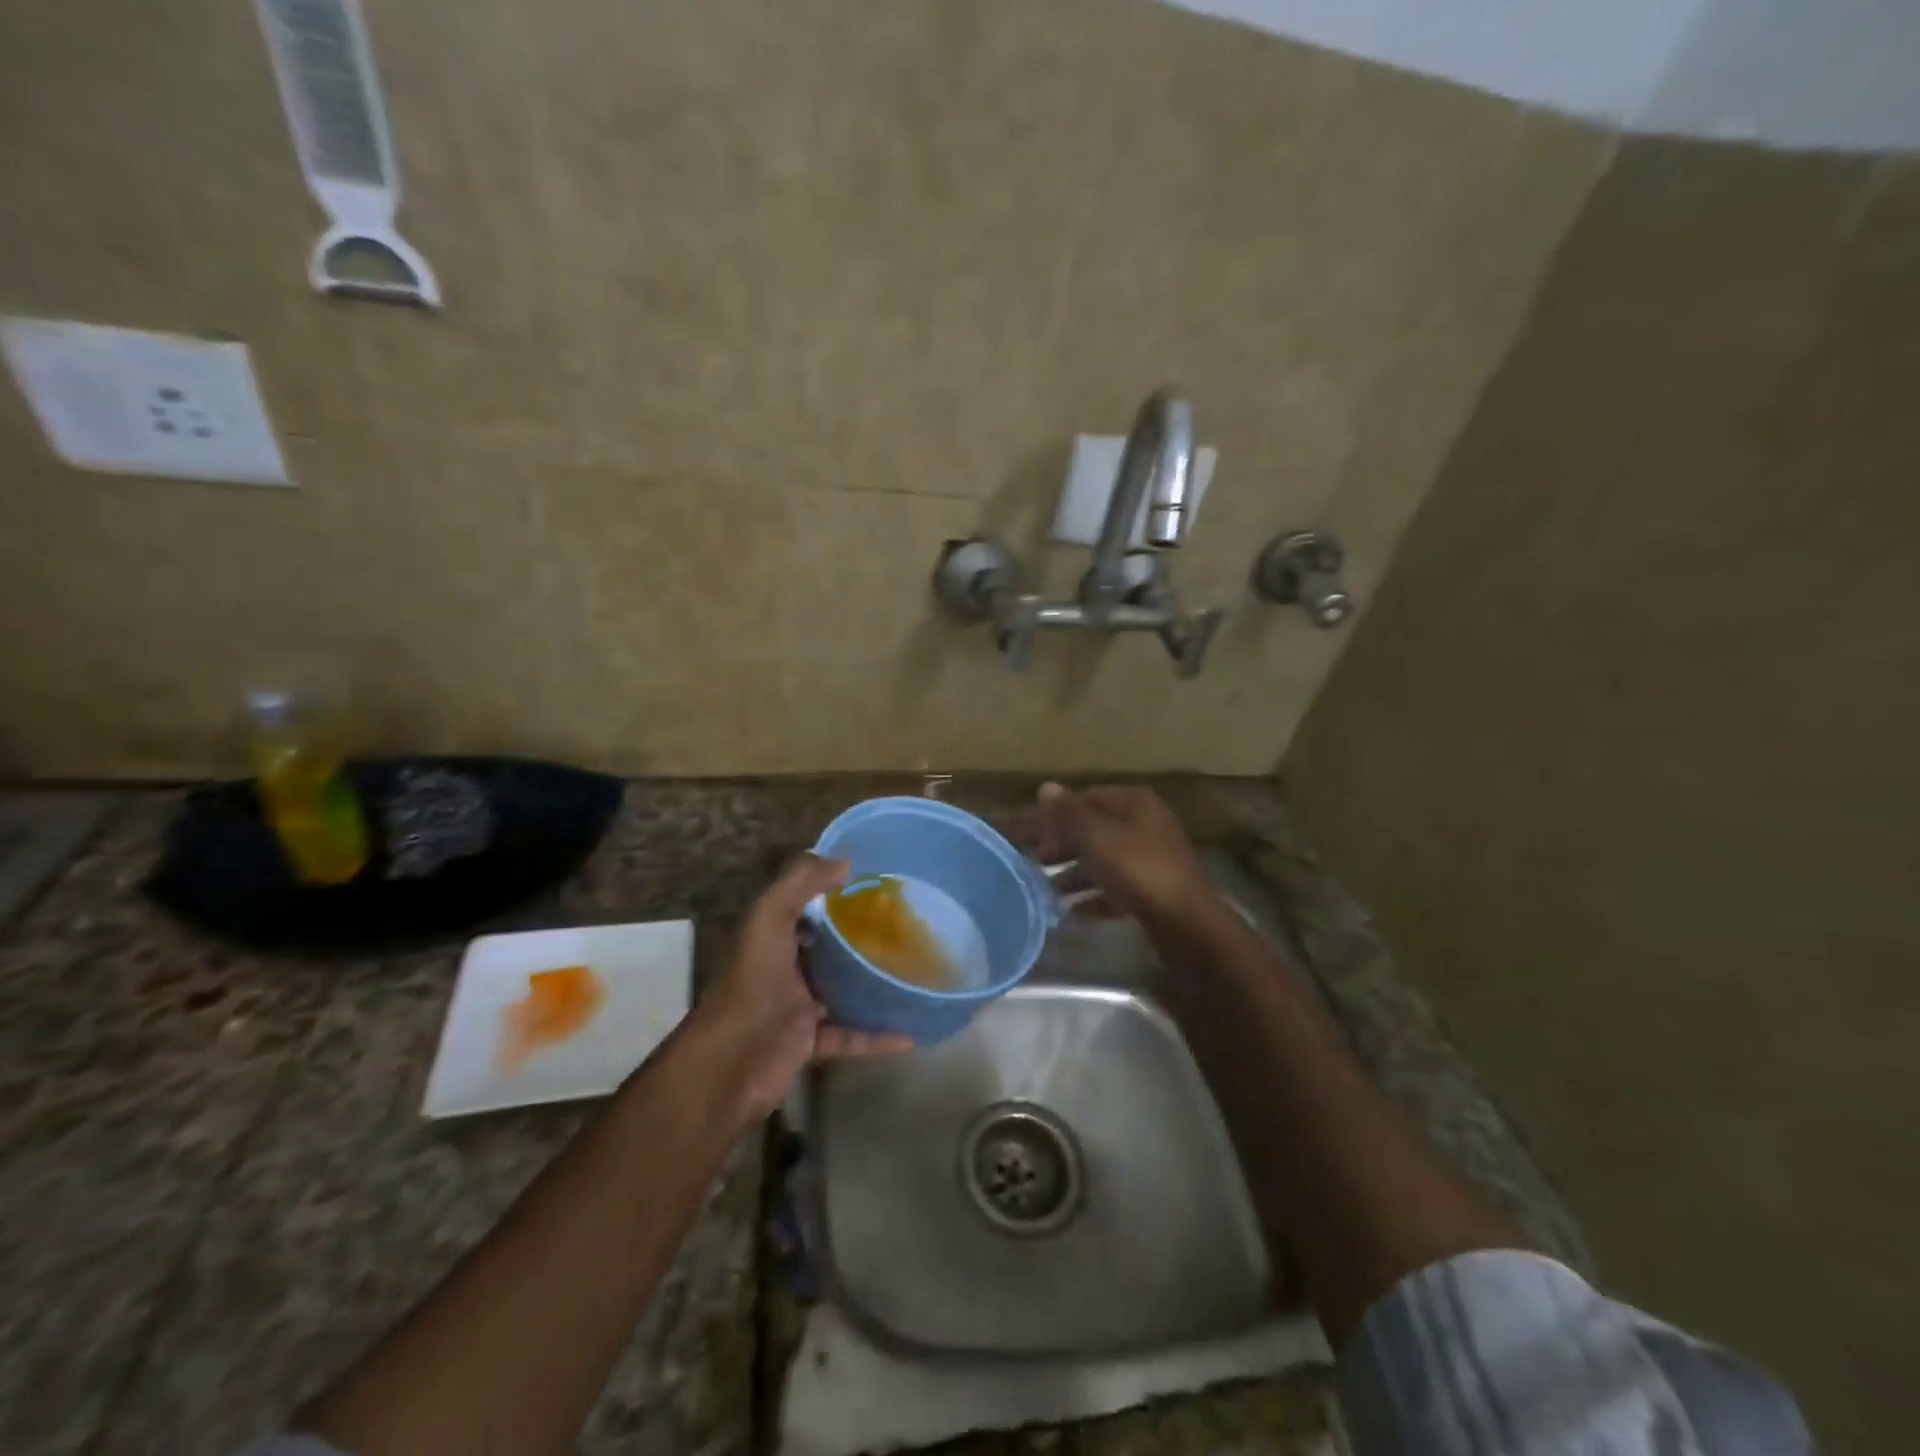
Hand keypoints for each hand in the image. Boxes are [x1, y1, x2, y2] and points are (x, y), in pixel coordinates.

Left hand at [696, 853, 911, 1120]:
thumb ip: (799, 884)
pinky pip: (851, 1035)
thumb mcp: (769, 920)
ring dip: (870, 984)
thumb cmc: (752, 985)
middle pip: (826, 947)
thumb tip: (846, 861)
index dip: (833, 891)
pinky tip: (910, 1033)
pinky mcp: (810, 1043)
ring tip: (911, 973)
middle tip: (904, 925)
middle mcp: (784, 968)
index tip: (874, 883)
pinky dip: (877, 1035)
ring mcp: (797, 1007)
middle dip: (858, 936)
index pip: (804, 906)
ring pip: (840, 990)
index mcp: (772, 936)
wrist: (731, 1066)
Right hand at [1035, 783, 1213, 928]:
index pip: (1084, 798)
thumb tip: (1046, 787)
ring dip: (1074, 873)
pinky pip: (1115, 890)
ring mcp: (1151, 860)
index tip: (1025, 833)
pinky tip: (1071, 913)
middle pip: (1093, 829)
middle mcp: (1145, 826)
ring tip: (1045, 889)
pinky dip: (1092, 898)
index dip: (1053, 814)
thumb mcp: (1097, 837)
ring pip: (1103, 861)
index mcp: (1135, 804)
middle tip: (1031, 860)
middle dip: (1061, 844)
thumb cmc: (1138, 870)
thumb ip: (1069, 813)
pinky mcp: (1153, 893)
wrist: (1187, 925)